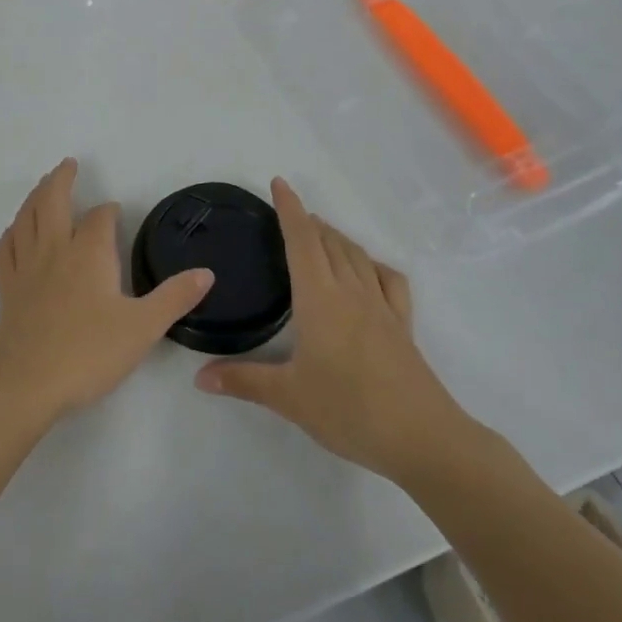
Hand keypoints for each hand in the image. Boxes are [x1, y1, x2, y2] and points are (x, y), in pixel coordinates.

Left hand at [0, 159, 214, 422]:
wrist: (25, 384)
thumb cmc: (88, 353)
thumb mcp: (143, 328)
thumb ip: (175, 298)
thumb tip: (207, 272)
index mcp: (89, 253)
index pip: (100, 218)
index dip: (109, 212)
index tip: (115, 211)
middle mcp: (55, 250)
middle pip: (52, 201)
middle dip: (61, 180)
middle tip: (68, 165)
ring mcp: (26, 268)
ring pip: (26, 218)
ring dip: (34, 197)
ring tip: (42, 186)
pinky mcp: (7, 289)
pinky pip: (5, 249)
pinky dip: (11, 233)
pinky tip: (15, 232)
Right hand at [194, 178, 474, 482]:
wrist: (423, 438)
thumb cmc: (349, 410)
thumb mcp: (289, 397)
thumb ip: (243, 381)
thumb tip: (199, 377)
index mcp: (320, 299)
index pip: (303, 241)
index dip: (290, 209)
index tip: (279, 183)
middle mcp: (351, 292)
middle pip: (330, 242)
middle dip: (310, 222)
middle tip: (291, 214)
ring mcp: (382, 306)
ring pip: (357, 256)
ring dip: (337, 237)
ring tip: (321, 234)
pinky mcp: (402, 325)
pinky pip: (388, 280)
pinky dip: (372, 264)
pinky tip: (368, 271)